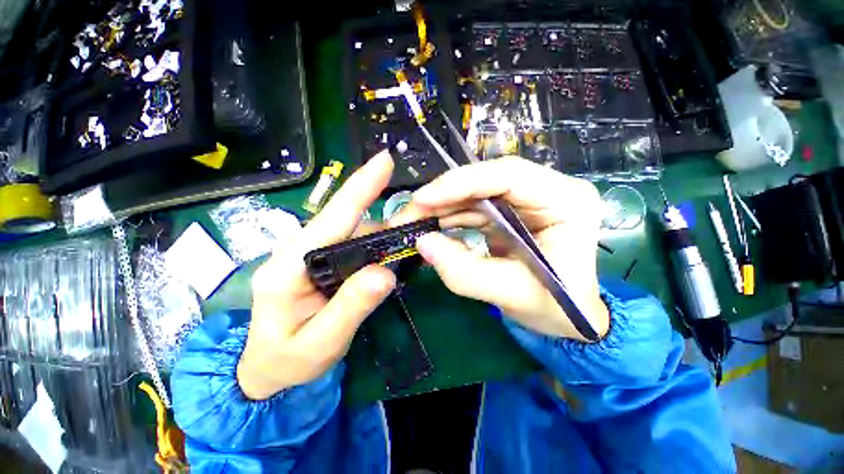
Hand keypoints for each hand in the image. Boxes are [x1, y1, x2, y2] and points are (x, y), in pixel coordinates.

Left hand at [238, 151, 396, 399]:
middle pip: (353, 221)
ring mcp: (316, 254)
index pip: (333, 217)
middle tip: (425, 214)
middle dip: (392, 215)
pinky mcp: (327, 261)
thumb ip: (350, 307)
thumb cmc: (287, 360)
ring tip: (419, 235)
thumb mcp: (319, 343)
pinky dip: (383, 244)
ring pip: (361, 232)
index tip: (385, 161)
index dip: (361, 187)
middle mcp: (304, 249)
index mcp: (291, 264)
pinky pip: (360, 245)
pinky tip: (400, 250)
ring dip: (391, 232)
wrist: (267, 368)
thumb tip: (385, 272)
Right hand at [393, 157, 608, 340]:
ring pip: (474, 193)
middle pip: (485, 180)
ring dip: (440, 207)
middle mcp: (547, 190)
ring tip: (411, 223)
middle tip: (407, 215)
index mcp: (565, 201)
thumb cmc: (554, 308)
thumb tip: (423, 242)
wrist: (565, 316)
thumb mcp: (512, 294)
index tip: (422, 199)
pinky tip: (429, 227)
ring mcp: (526, 199)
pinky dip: (448, 217)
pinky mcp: (508, 211)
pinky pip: (472, 207)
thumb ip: (464, 272)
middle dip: (442, 197)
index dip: (461, 183)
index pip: (508, 175)